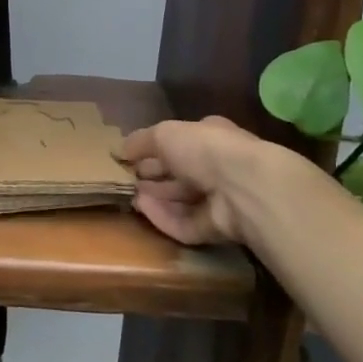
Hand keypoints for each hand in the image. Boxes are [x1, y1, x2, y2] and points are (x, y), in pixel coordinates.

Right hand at [118, 115, 283, 245]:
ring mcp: (221, 198)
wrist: (242, 187)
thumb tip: (120, 149)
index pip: (181, 142)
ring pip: (184, 199)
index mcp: (211, 136)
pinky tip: (144, 212)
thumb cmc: (203, 149)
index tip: (130, 157)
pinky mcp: (219, 228)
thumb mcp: (164, 133)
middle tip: (127, 179)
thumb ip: (141, 141)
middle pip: (181, 172)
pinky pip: (187, 224)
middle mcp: (218, 165)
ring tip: (130, 197)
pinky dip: (165, 218)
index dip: (155, 149)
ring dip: (158, 198)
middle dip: (155, 175)